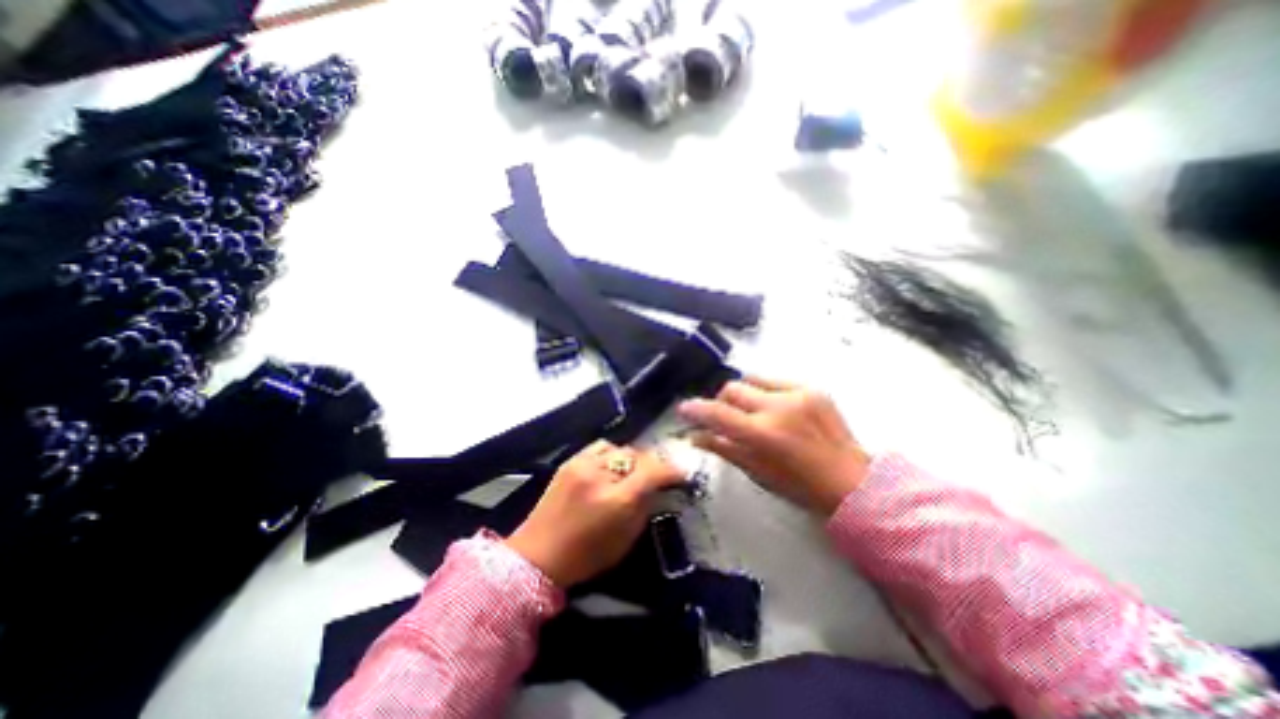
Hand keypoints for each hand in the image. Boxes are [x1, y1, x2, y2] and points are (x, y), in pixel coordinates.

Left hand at [505, 442, 684, 586]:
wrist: (537, 556)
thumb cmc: (586, 556)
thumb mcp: (626, 539)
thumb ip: (645, 507)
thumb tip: (659, 487)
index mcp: (616, 500)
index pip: (652, 471)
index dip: (671, 469)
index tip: (682, 473)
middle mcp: (600, 474)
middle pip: (636, 455)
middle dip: (650, 465)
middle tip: (655, 476)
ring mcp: (582, 464)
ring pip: (619, 448)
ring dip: (630, 459)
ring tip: (630, 472)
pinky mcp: (570, 461)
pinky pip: (600, 447)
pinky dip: (611, 454)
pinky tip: (609, 467)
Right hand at [678, 376, 869, 515]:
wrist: (853, 481)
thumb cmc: (801, 487)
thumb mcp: (758, 472)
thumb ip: (724, 448)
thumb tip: (697, 436)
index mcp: (765, 433)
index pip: (719, 413)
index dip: (696, 409)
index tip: (684, 408)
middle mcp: (779, 407)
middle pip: (733, 389)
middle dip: (721, 401)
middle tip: (724, 417)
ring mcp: (798, 393)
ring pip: (752, 379)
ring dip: (743, 394)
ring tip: (751, 412)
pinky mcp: (813, 388)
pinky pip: (776, 381)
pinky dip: (766, 392)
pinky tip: (774, 409)